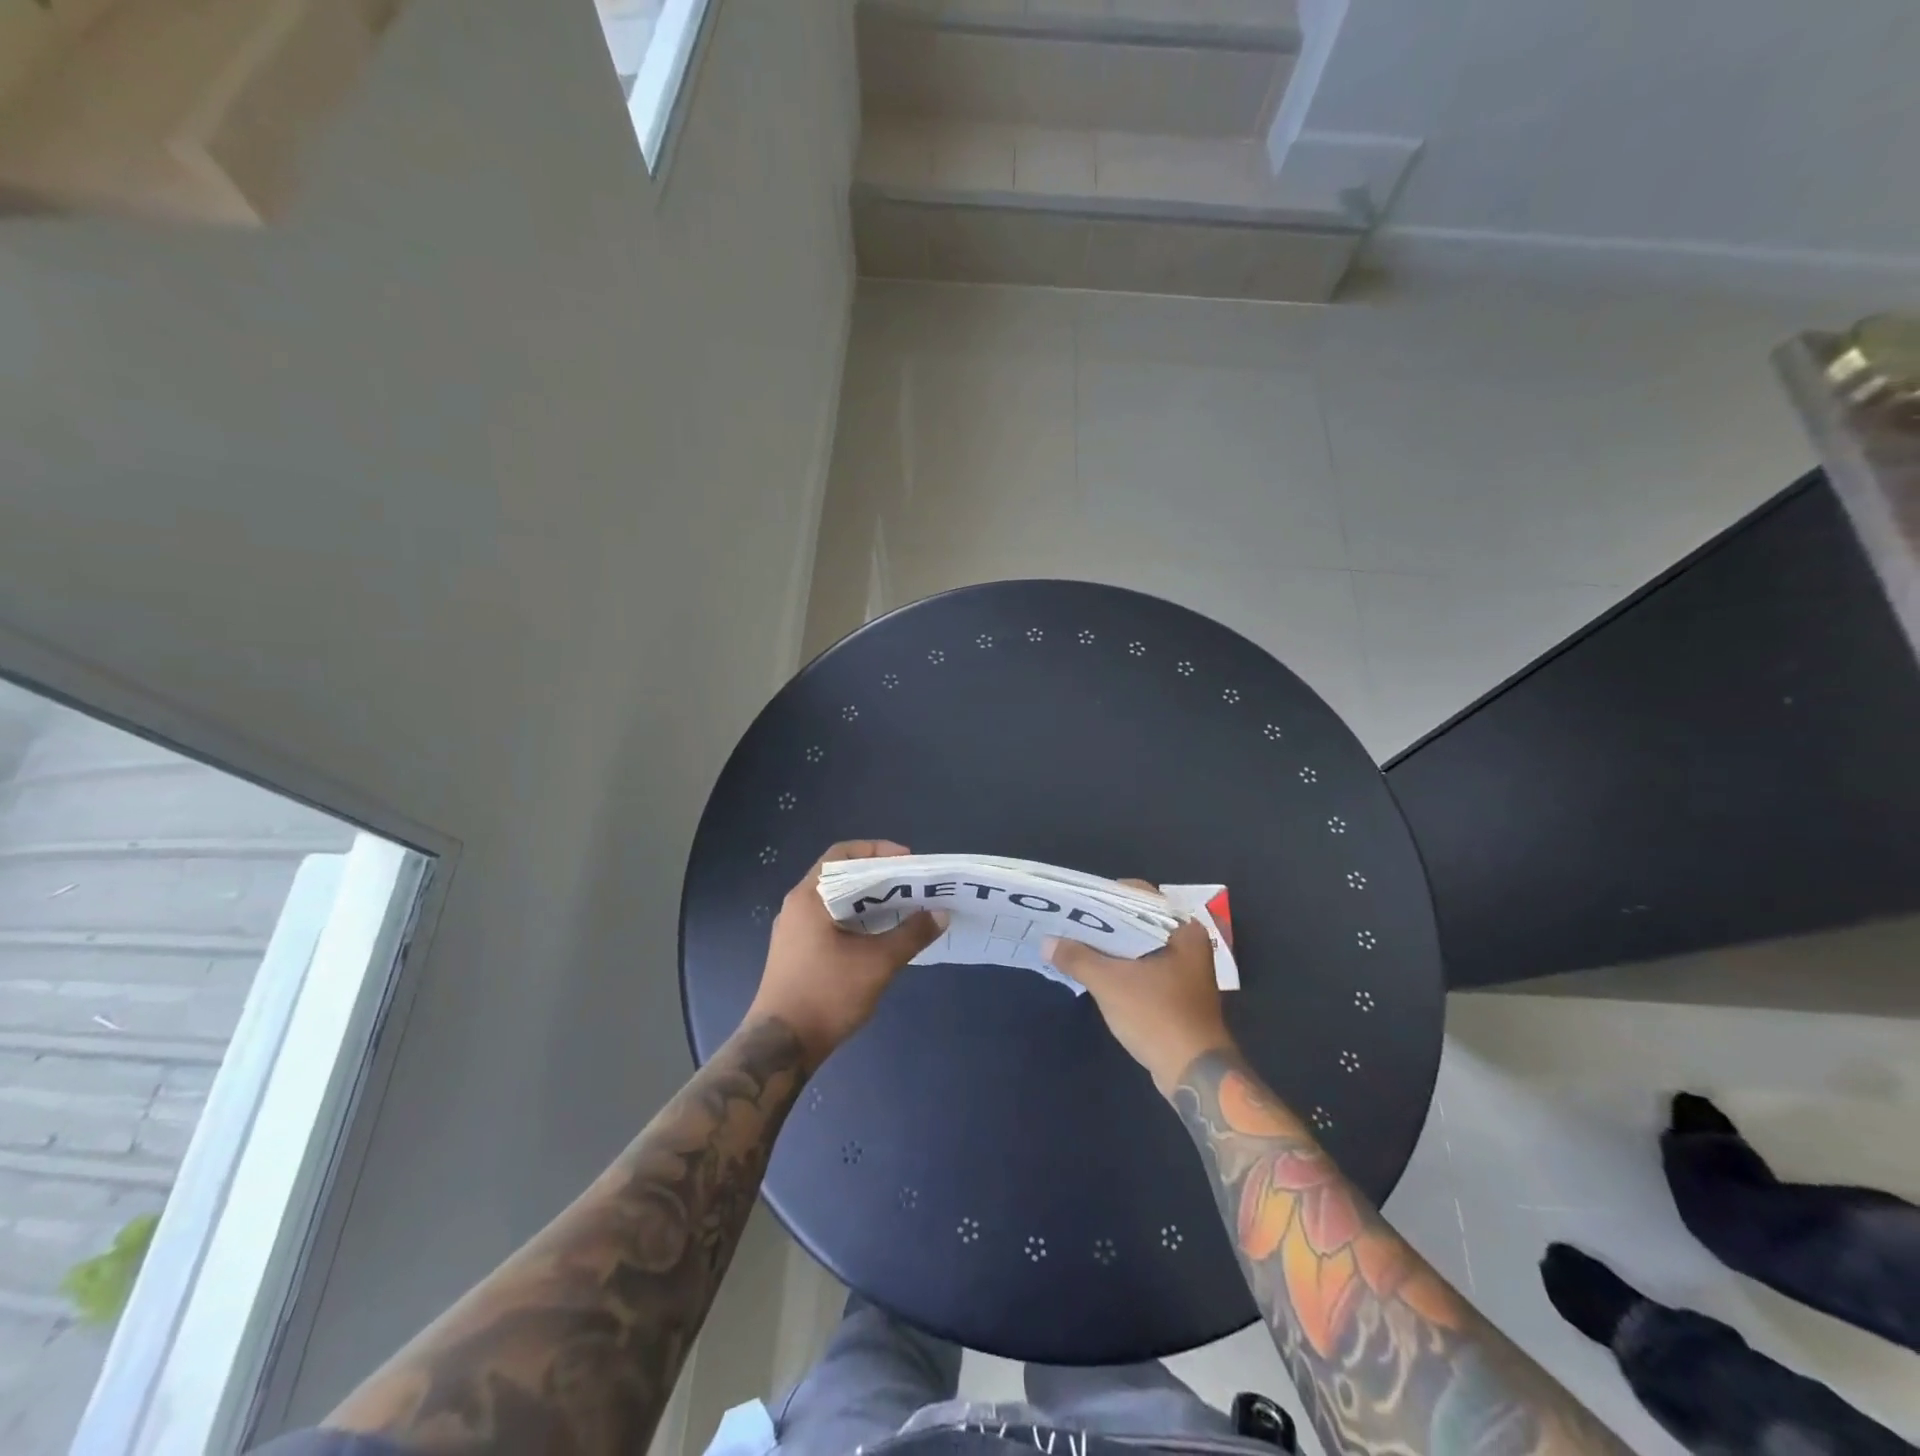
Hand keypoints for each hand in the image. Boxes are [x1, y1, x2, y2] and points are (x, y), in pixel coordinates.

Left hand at [749, 840, 946, 1067]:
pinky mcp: (796, 952)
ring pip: (836, 901)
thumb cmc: (826, 995)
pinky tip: (880, 935)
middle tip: (911, 885)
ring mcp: (794, 931)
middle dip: (878, 876)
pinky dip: (856, 919)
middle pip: (840, 875)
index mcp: (809, 897)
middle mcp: (797, 906)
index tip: (908, 861)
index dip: (877, 850)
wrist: (780, 1047)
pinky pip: (830, 921)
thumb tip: (940, 914)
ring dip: (868, 900)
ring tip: (903, 907)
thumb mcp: (877, 963)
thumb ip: (911, 935)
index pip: (842, 854)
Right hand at [1045, 883, 1231, 1094]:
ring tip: (1074, 940)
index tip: (1074, 901)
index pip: (1137, 894)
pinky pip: (1143, 965)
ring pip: (1139, 944)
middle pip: (1137, 919)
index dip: (1103, 895)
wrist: (1194, 1072)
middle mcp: (1187, 941)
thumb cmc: (1157, 1016)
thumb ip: (1077, 958)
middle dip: (1102, 922)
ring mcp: (1184, 967)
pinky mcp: (1177, 989)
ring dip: (1110, 945)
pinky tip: (1094, 968)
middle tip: (1068, 920)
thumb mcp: (1110, 984)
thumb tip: (1047, 943)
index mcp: (1181, 928)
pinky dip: (1121, 964)